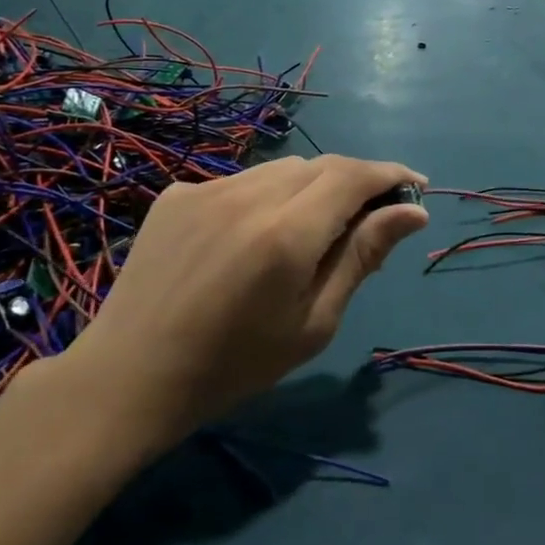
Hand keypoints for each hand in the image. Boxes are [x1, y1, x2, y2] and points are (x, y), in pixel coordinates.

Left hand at [60, 155, 427, 460]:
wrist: (128, 378)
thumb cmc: (233, 365)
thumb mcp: (313, 323)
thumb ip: (362, 256)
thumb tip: (412, 212)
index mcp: (287, 234)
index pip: (354, 176)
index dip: (391, 174)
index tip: (416, 186)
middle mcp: (249, 195)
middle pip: (322, 166)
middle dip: (356, 181)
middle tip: (370, 216)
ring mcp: (208, 189)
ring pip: (283, 169)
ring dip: (312, 187)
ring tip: (311, 229)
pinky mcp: (178, 193)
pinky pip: (242, 180)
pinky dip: (266, 197)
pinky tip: (254, 236)